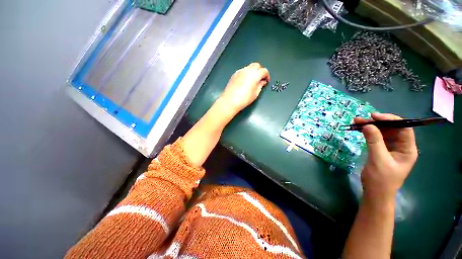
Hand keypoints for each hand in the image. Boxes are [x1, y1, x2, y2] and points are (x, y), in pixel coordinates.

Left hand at [219, 62, 269, 113]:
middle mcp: (247, 70)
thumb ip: (260, 85)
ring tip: (253, 80)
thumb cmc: (243, 99)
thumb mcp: (255, 94)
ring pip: (249, 67)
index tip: (266, 80)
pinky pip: (243, 70)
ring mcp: (240, 71)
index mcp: (254, 75)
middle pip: (257, 65)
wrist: (230, 101)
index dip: (267, 75)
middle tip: (261, 78)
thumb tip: (263, 82)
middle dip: (260, 70)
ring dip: (253, 71)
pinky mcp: (234, 74)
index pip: (264, 71)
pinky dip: (246, 73)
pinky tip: (246, 81)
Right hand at [356, 113, 417, 201]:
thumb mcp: (378, 159)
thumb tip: (367, 125)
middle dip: (377, 122)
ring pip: (383, 132)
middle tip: (360, 119)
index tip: (374, 116)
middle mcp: (401, 147)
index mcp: (407, 149)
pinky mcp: (381, 150)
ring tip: (356, 122)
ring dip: (371, 127)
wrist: (375, 193)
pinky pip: (376, 138)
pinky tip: (359, 130)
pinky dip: (368, 133)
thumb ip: (374, 141)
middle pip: (392, 129)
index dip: (391, 120)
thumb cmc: (381, 179)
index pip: (404, 128)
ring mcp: (391, 148)